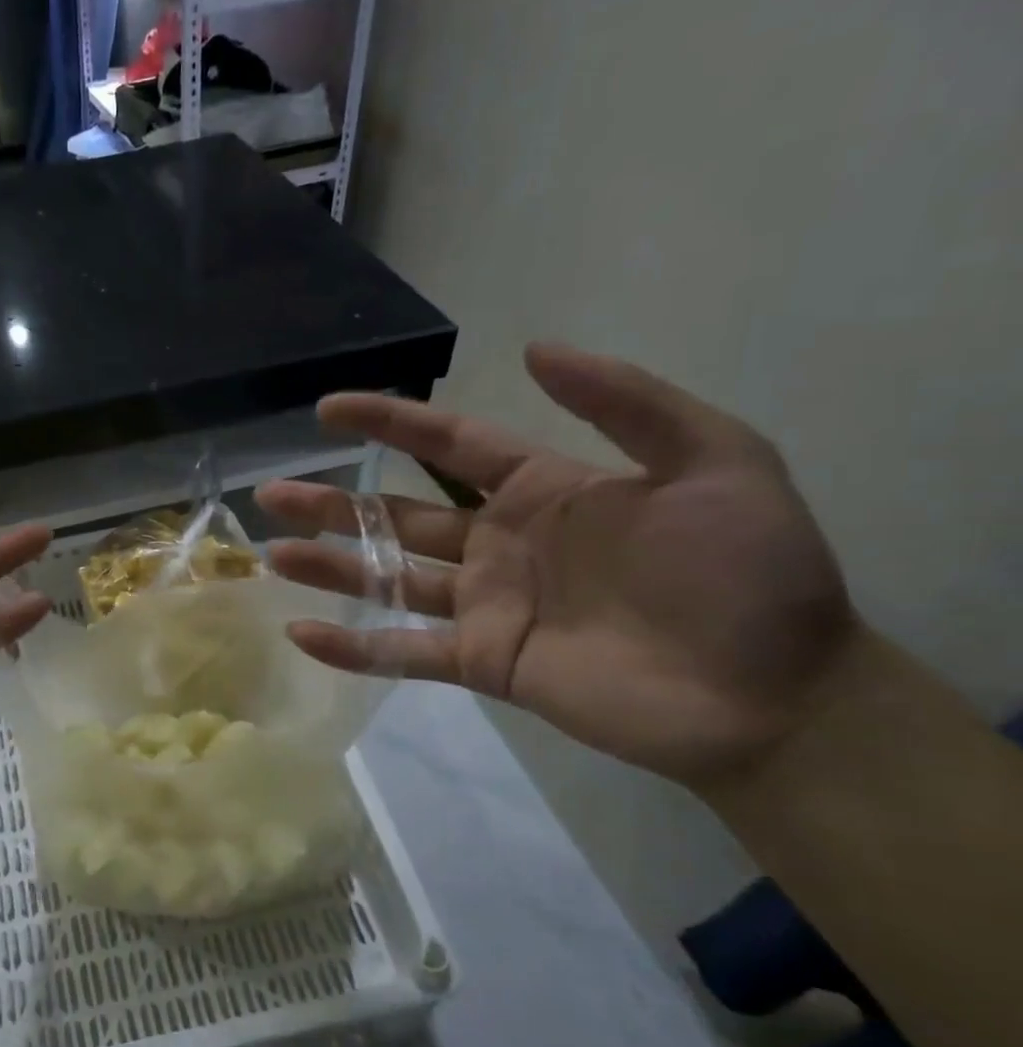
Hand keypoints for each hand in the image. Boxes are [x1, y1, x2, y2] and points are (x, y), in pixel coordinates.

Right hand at [257, 344, 857, 787]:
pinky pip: (402, 653)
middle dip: (332, 501)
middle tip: (270, 492)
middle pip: (395, 513)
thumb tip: (532, 349)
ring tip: (273, 553)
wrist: (777, 697)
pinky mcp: (482, 661)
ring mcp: (484, 605)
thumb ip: (625, 402)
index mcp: (541, 492)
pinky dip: (352, 648)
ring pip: (387, 579)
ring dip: (329, 566)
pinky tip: (301, 634)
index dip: (388, 421)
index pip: (447, 443)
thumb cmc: (748, 574)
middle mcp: (497, 544)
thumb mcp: (716, 461)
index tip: (327, 408)